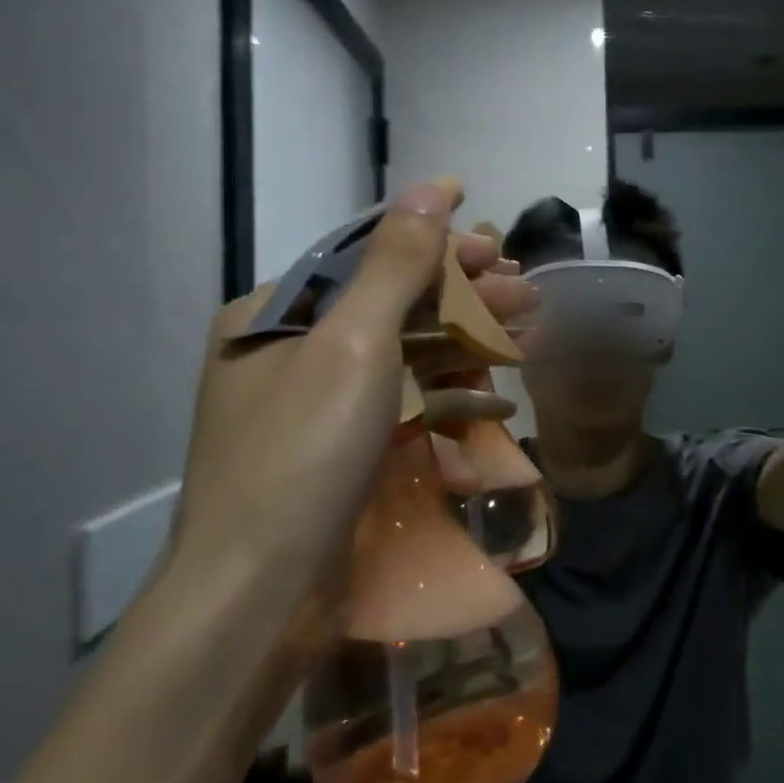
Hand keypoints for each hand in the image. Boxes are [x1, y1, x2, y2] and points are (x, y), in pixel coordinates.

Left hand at [168, 178, 536, 600]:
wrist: (256, 597)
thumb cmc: (302, 456)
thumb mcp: (353, 345)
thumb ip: (394, 264)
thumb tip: (429, 185)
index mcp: (272, 314)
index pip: (366, 257)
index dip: (436, 244)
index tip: (495, 242)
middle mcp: (287, 351)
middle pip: (390, 304)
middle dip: (463, 294)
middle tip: (525, 291)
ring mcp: (315, 405)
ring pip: (401, 354)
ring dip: (465, 339)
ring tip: (527, 330)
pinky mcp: (340, 449)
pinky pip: (398, 401)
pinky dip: (447, 390)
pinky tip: (494, 390)